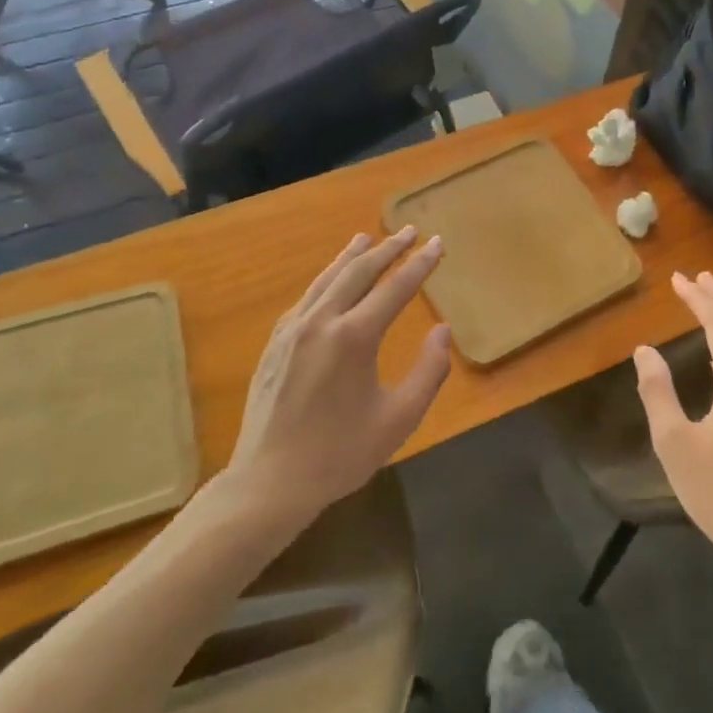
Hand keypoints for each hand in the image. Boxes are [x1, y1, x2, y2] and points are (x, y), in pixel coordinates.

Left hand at [226, 228, 451, 524]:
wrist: (270, 481)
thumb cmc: (341, 454)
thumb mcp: (398, 419)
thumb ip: (428, 371)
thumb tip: (442, 330)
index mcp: (354, 337)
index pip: (395, 288)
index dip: (420, 264)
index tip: (437, 243)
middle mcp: (322, 321)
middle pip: (359, 272)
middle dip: (388, 249)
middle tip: (409, 231)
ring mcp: (293, 329)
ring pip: (328, 279)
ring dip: (352, 256)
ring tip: (368, 238)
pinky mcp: (276, 342)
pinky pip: (307, 297)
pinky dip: (326, 279)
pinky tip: (332, 280)